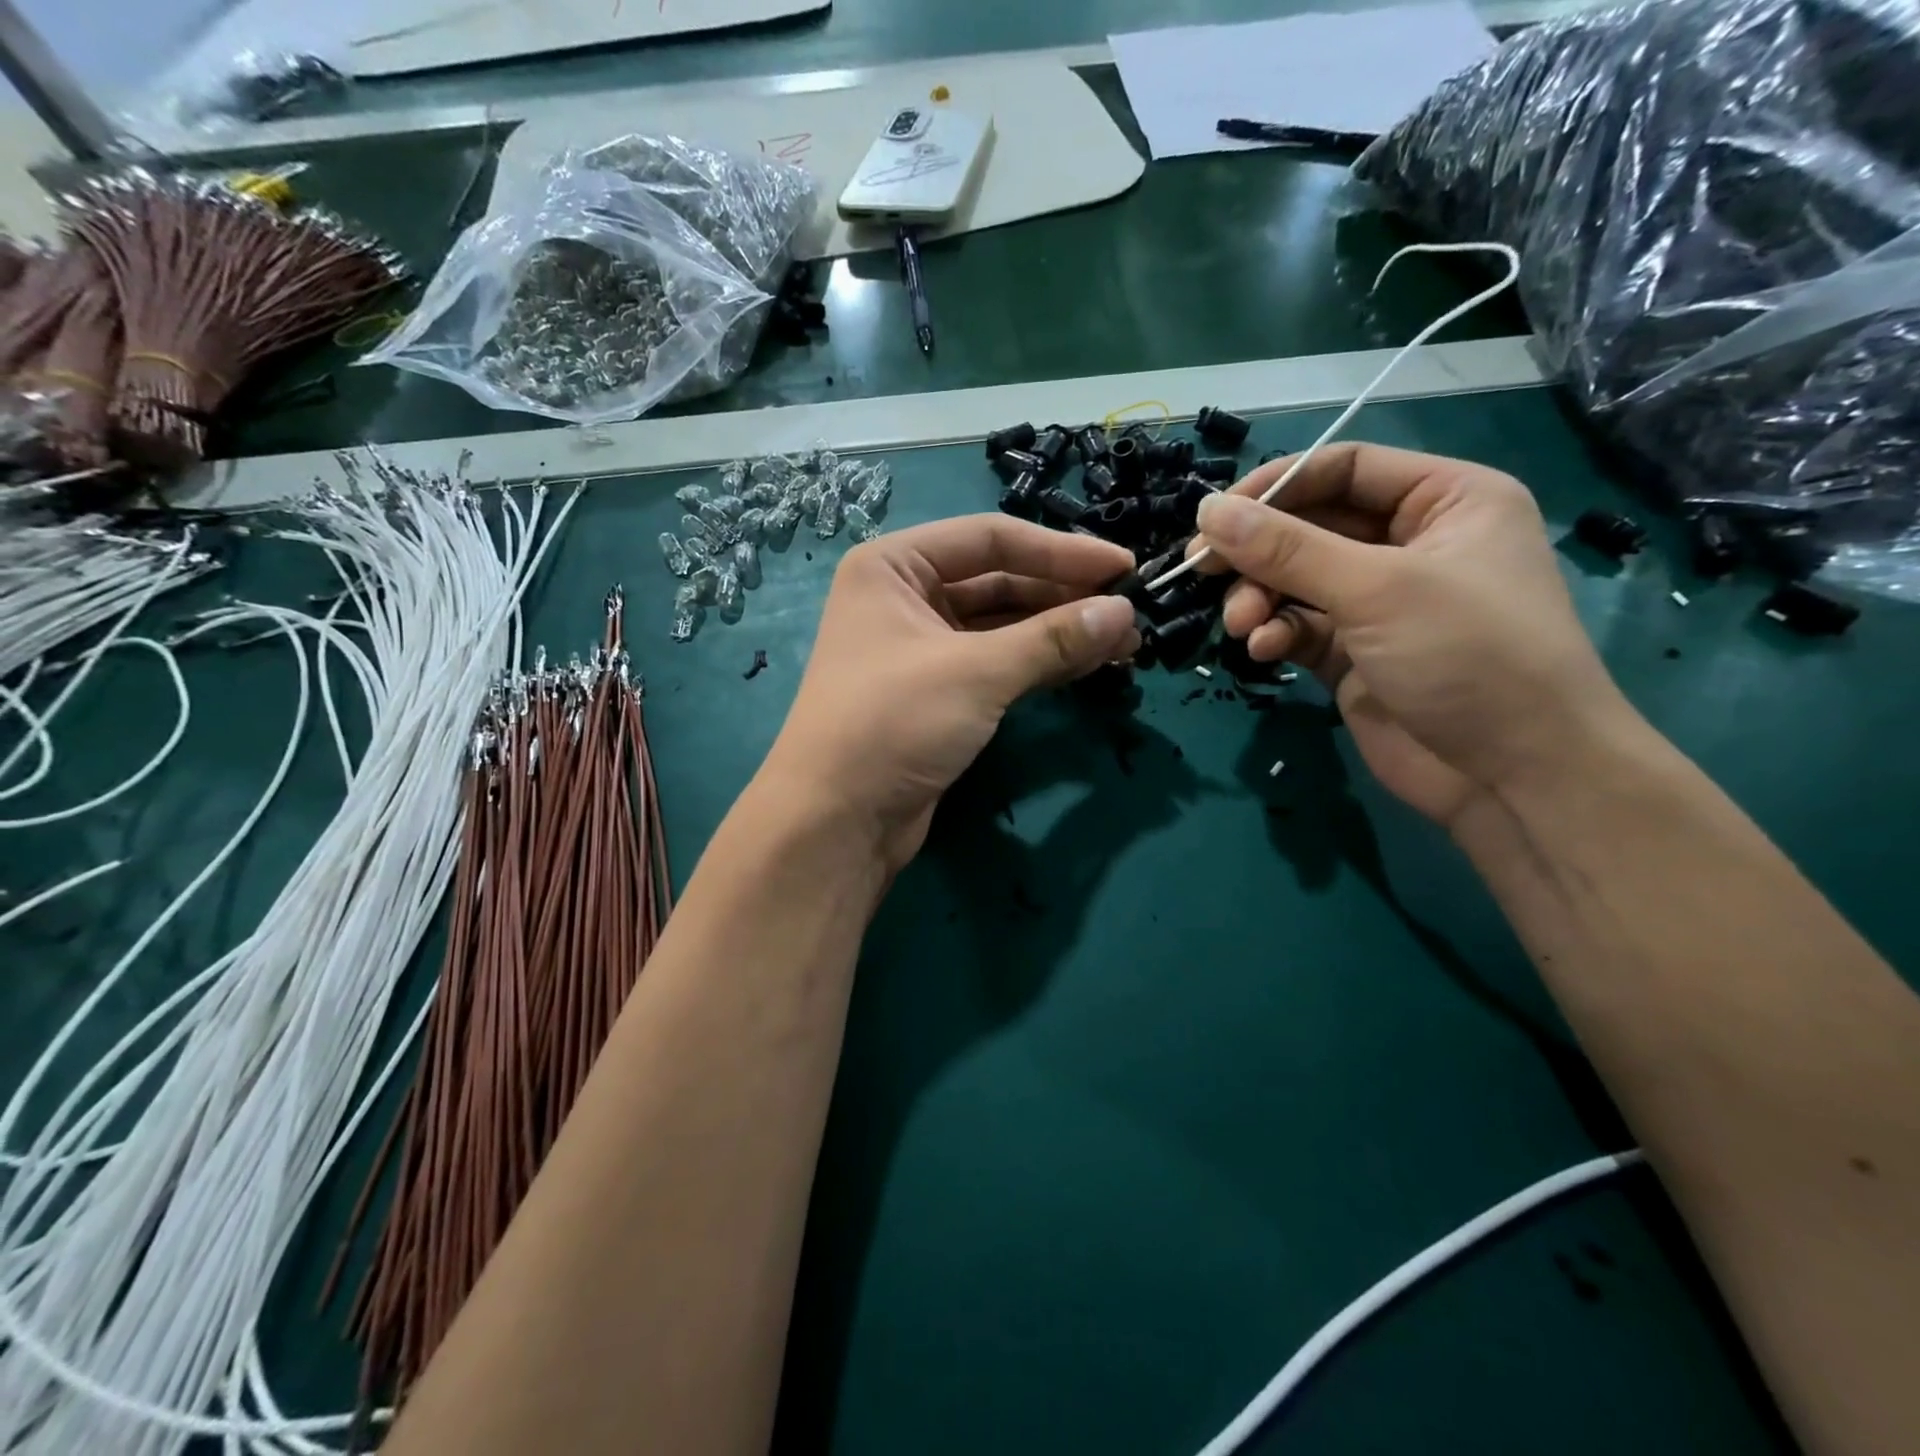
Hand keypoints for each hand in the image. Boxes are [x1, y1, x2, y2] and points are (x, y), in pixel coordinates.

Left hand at [760, 515, 1139, 871]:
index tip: (1123, 567)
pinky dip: (1040, 664)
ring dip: (1059, 633)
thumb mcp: (975, 672)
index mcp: (894, 566)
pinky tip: (1087, 665)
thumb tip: (1124, 612)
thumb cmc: (892, 724)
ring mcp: (922, 649)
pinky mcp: (938, 694)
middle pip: (999, 582)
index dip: (1061, 551)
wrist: (837, 822)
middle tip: (1130, 613)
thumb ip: (1052, 638)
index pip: (991, 540)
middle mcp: (905, 598)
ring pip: (1002, 627)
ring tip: (1124, 643)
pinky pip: (998, 664)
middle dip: (1064, 597)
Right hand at [1191, 443, 1646, 826]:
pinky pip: (1298, 627)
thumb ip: (1287, 549)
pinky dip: (1275, 634)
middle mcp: (1410, 544)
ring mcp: (1379, 603)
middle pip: (1310, 527)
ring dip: (1259, 598)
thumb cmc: (1467, 655)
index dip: (1278, 486)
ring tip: (1241, 624)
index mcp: (1445, 501)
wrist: (1511, 776)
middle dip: (1259, 553)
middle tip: (1201, 569)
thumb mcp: (1376, 589)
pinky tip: (1263, 651)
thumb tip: (1208, 511)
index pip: (1345, 470)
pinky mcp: (1352, 654)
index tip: (1217, 515)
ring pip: (1295, 581)